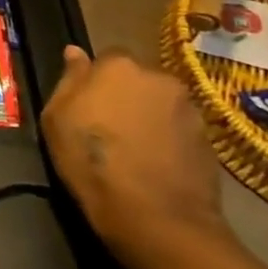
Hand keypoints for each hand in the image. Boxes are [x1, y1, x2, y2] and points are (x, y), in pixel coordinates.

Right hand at [41, 46, 235, 268]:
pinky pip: (179, 129)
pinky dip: (167, 139)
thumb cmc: (91, 160)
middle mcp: (159, 78)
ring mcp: (189, 109)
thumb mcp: (57, 118)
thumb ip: (69, 79)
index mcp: (119, 65)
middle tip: (108, 125)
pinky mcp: (210, 140)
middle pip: (137, 79)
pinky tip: (154, 163)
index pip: (105, 58)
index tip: (86, 104)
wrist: (156, 216)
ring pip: (160, 104)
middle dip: (125, 95)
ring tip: (134, 148)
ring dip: (148, 116)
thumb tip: (75, 52)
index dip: (95, 81)